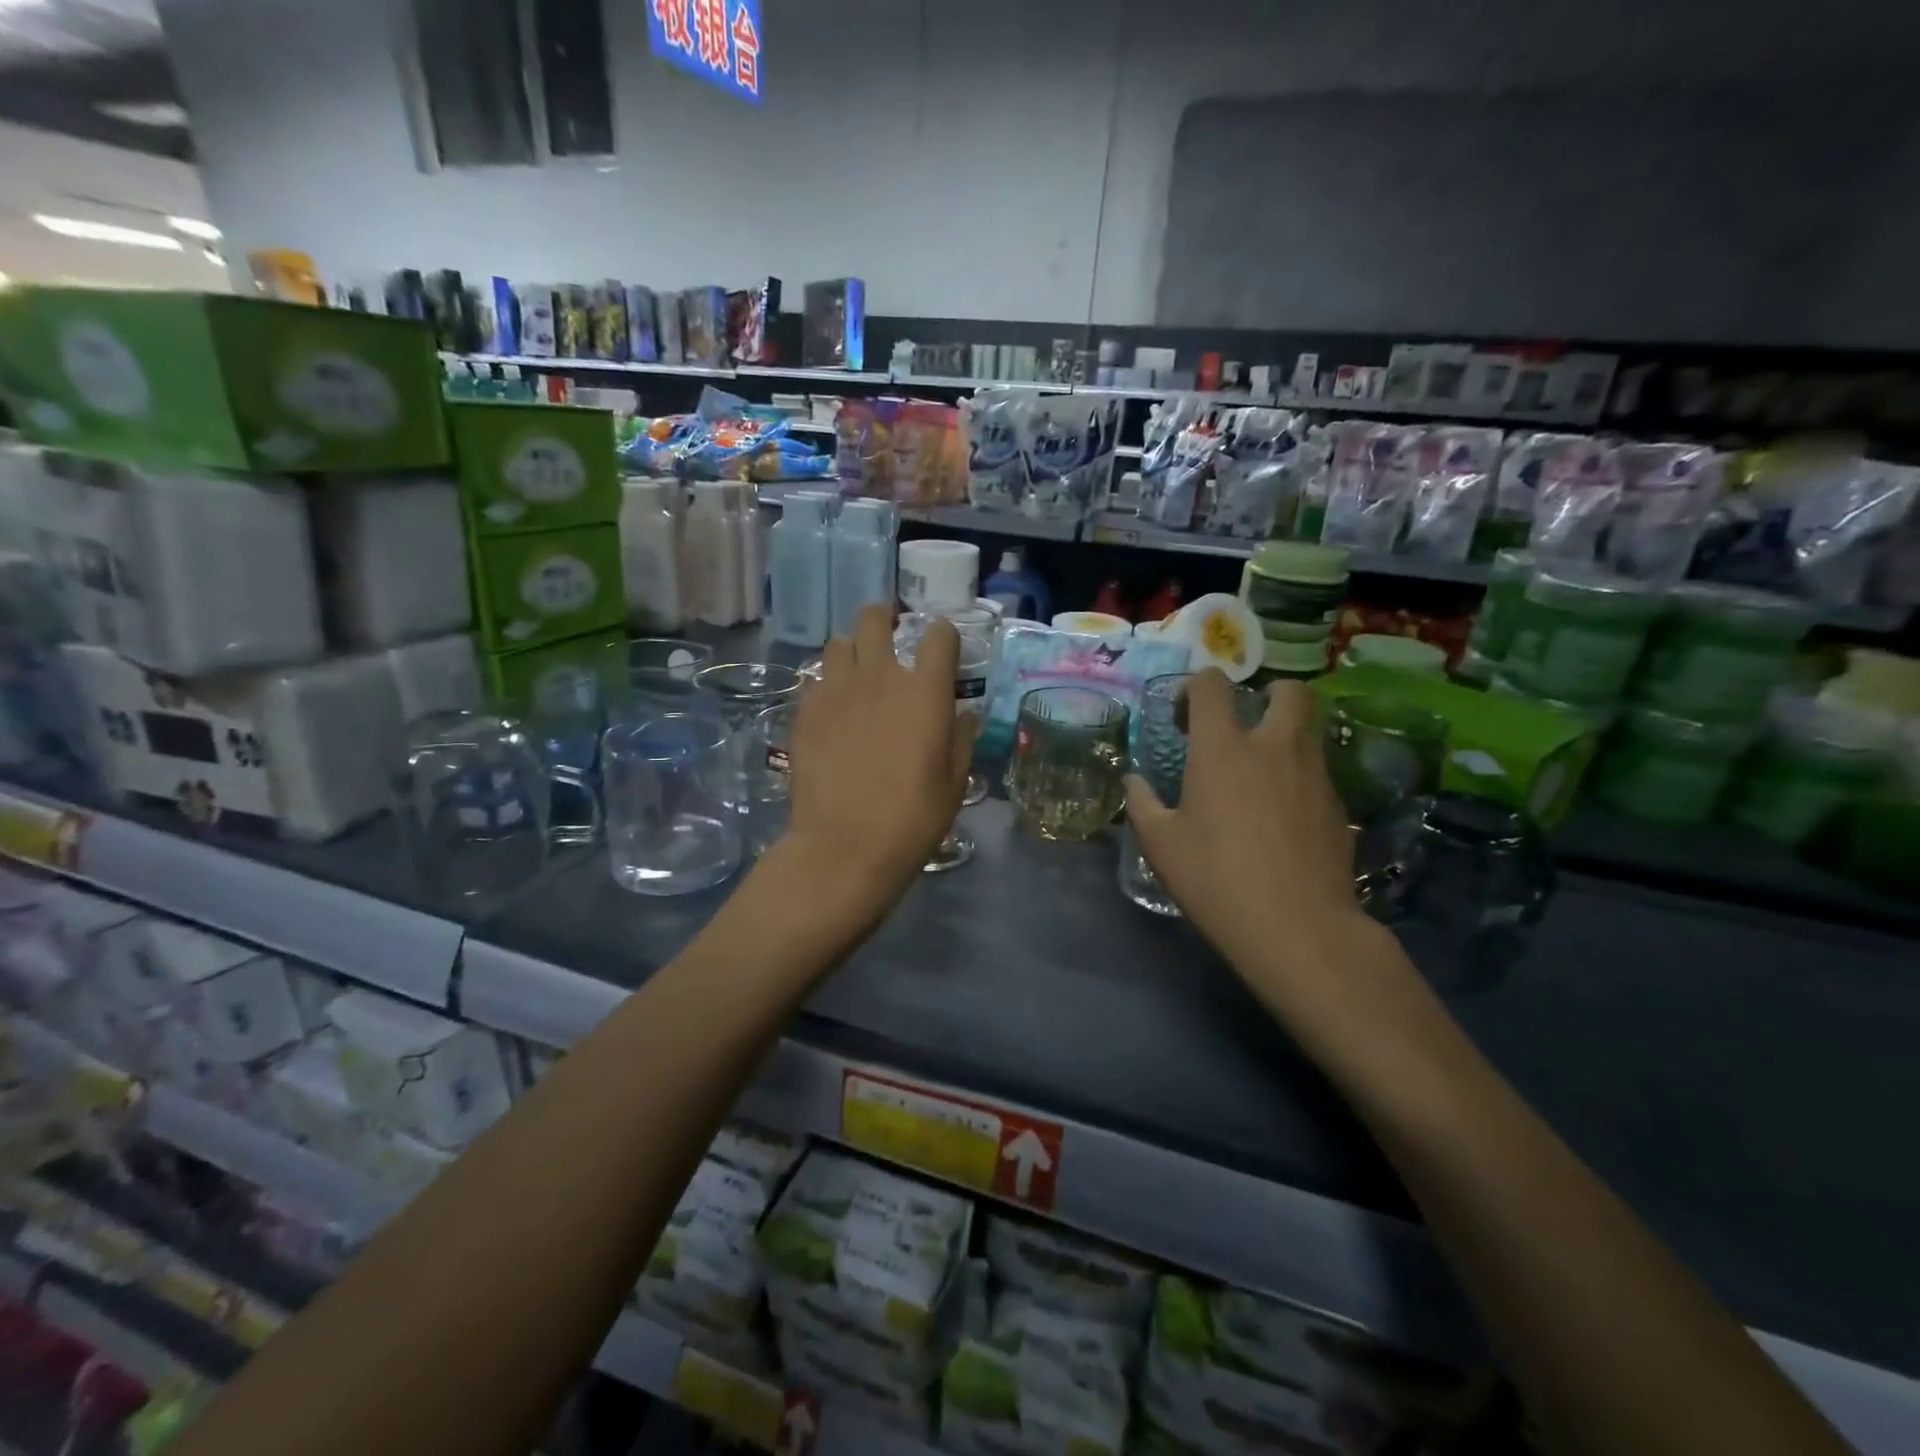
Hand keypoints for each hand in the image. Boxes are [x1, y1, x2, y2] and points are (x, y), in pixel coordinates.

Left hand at [776, 604, 974, 918]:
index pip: (939, 634)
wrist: (845, 846)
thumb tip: (962, 714)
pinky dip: (828, 684)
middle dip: (885, 619)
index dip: (943, 637)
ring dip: (852, 651)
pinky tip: (833, 709)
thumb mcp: (954, 782)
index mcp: (924, 690)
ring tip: (858, 674)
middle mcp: (879, 676)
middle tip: (890, 639)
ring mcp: (836, 690)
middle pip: (875, 618)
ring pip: (839, 643)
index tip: (942, 652)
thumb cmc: (912, 818)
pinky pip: (816, 679)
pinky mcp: (805, 710)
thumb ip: (960, 738)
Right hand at [1127, 671, 1369, 987]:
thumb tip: (1134, 781)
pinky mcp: (1339, 806)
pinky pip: (1318, 773)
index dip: (1195, 687)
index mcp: (1222, 748)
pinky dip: (1299, 778)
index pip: (1212, 685)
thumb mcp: (1161, 845)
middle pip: (1288, 691)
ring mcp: (1314, 774)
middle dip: (1267, 695)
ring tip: (1262, 773)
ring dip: (1285, 735)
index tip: (1183, 716)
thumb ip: (1143, 803)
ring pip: (1308, 731)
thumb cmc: (1216, 879)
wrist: (1298, 928)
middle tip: (1246, 725)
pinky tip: (1283, 817)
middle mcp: (1274, 746)